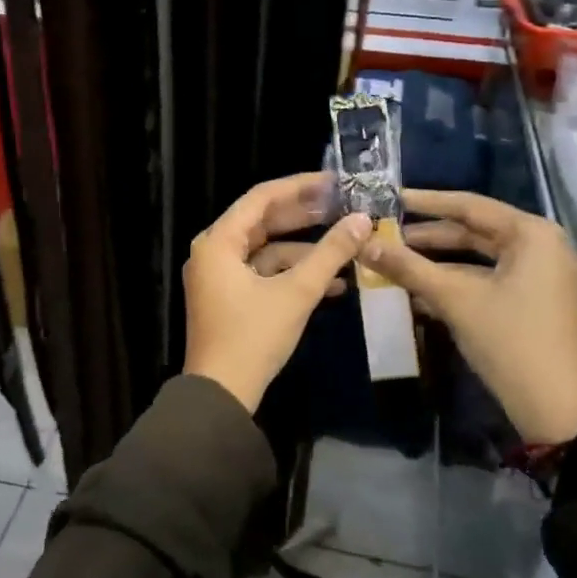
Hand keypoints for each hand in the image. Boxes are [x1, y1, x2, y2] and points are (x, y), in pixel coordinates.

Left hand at [183, 172, 372, 413]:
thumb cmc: (253, 337)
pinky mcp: (228, 298)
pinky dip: (292, 275)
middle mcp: (213, 252)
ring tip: (346, 247)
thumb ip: (330, 254)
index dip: (299, 187)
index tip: (334, 182)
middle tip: (343, 206)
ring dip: (304, 252)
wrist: (221, 395)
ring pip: (266, 251)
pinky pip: (262, 274)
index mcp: (218, 242)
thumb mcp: (296, 293)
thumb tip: (363, 221)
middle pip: (263, 222)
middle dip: (305, 217)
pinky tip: (332, 283)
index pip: (261, 198)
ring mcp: (219, 276)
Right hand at [359, 189, 576, 446]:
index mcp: (532, 234)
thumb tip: (363, 243)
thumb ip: (408, 267)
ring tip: (393, 261)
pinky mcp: (533, 302)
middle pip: (474, 231)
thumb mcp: (455, 299)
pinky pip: (487, 280)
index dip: (425, 202)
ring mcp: (540, 276)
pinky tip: (417, 292)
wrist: (556, 410)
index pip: (469, 206)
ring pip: (478, 258)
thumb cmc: (509, 342)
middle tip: (385, 233)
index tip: (389, 197)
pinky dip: (455, 283)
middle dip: (428, 235)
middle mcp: (541, 247)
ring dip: (437, 262)